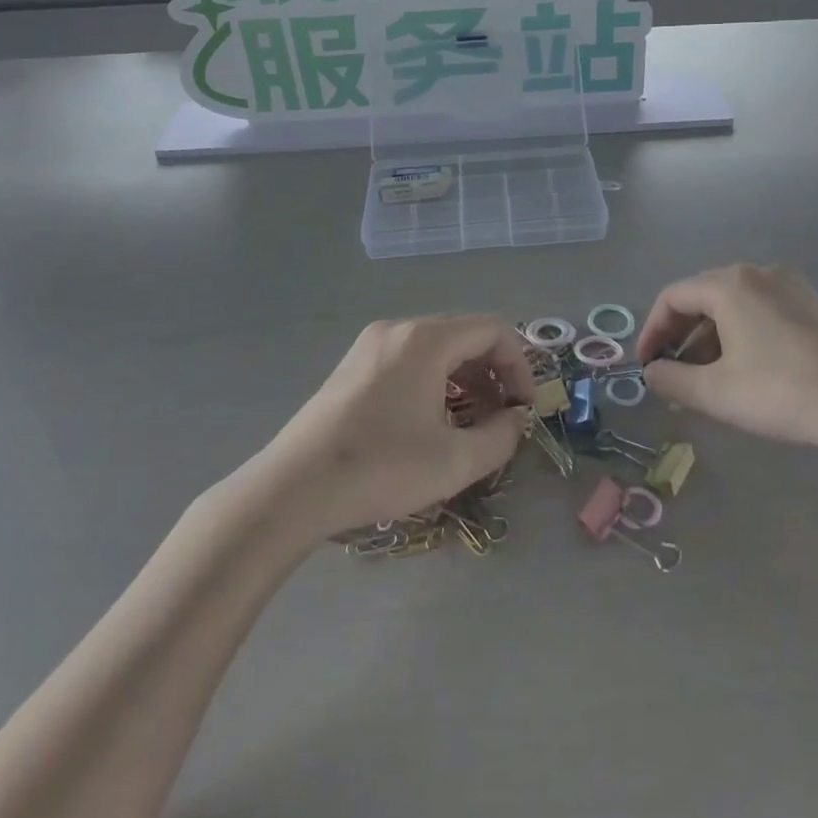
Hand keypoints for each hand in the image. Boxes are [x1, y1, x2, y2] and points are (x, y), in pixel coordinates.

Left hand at [267, 315, 532, 540]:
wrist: (293, 488)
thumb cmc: (380, 468)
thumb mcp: (453, 461)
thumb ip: (500, 437)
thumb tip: (516, 419)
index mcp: (426, 339)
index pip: (493, 330)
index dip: (519, 366)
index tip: (524, 408)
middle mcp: (399, 329)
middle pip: (465, 336)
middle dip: (493, 374)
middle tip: (502, 419)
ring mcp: (371, 344)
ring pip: (437, 348)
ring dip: (464, 380)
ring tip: (470, 424)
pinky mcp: (353, 365)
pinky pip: (409, 359)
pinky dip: (434, 381)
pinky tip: (431, 422)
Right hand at [637, 263, 817, 462]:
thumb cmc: (784, 392)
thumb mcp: (717, 393)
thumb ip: (671, 380)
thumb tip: (651, 373)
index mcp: (730, 284)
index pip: (672, 297)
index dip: (651, 332)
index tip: (646, 367)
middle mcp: (758, 273)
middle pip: (702, 298)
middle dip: (681, 338)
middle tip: (673, 376)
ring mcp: (790, 286)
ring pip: (732, 307)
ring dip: (710, 340)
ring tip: (706, 381)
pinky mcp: (812, 306)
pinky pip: (760, 312)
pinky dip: (739, 337)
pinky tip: (744, 372)